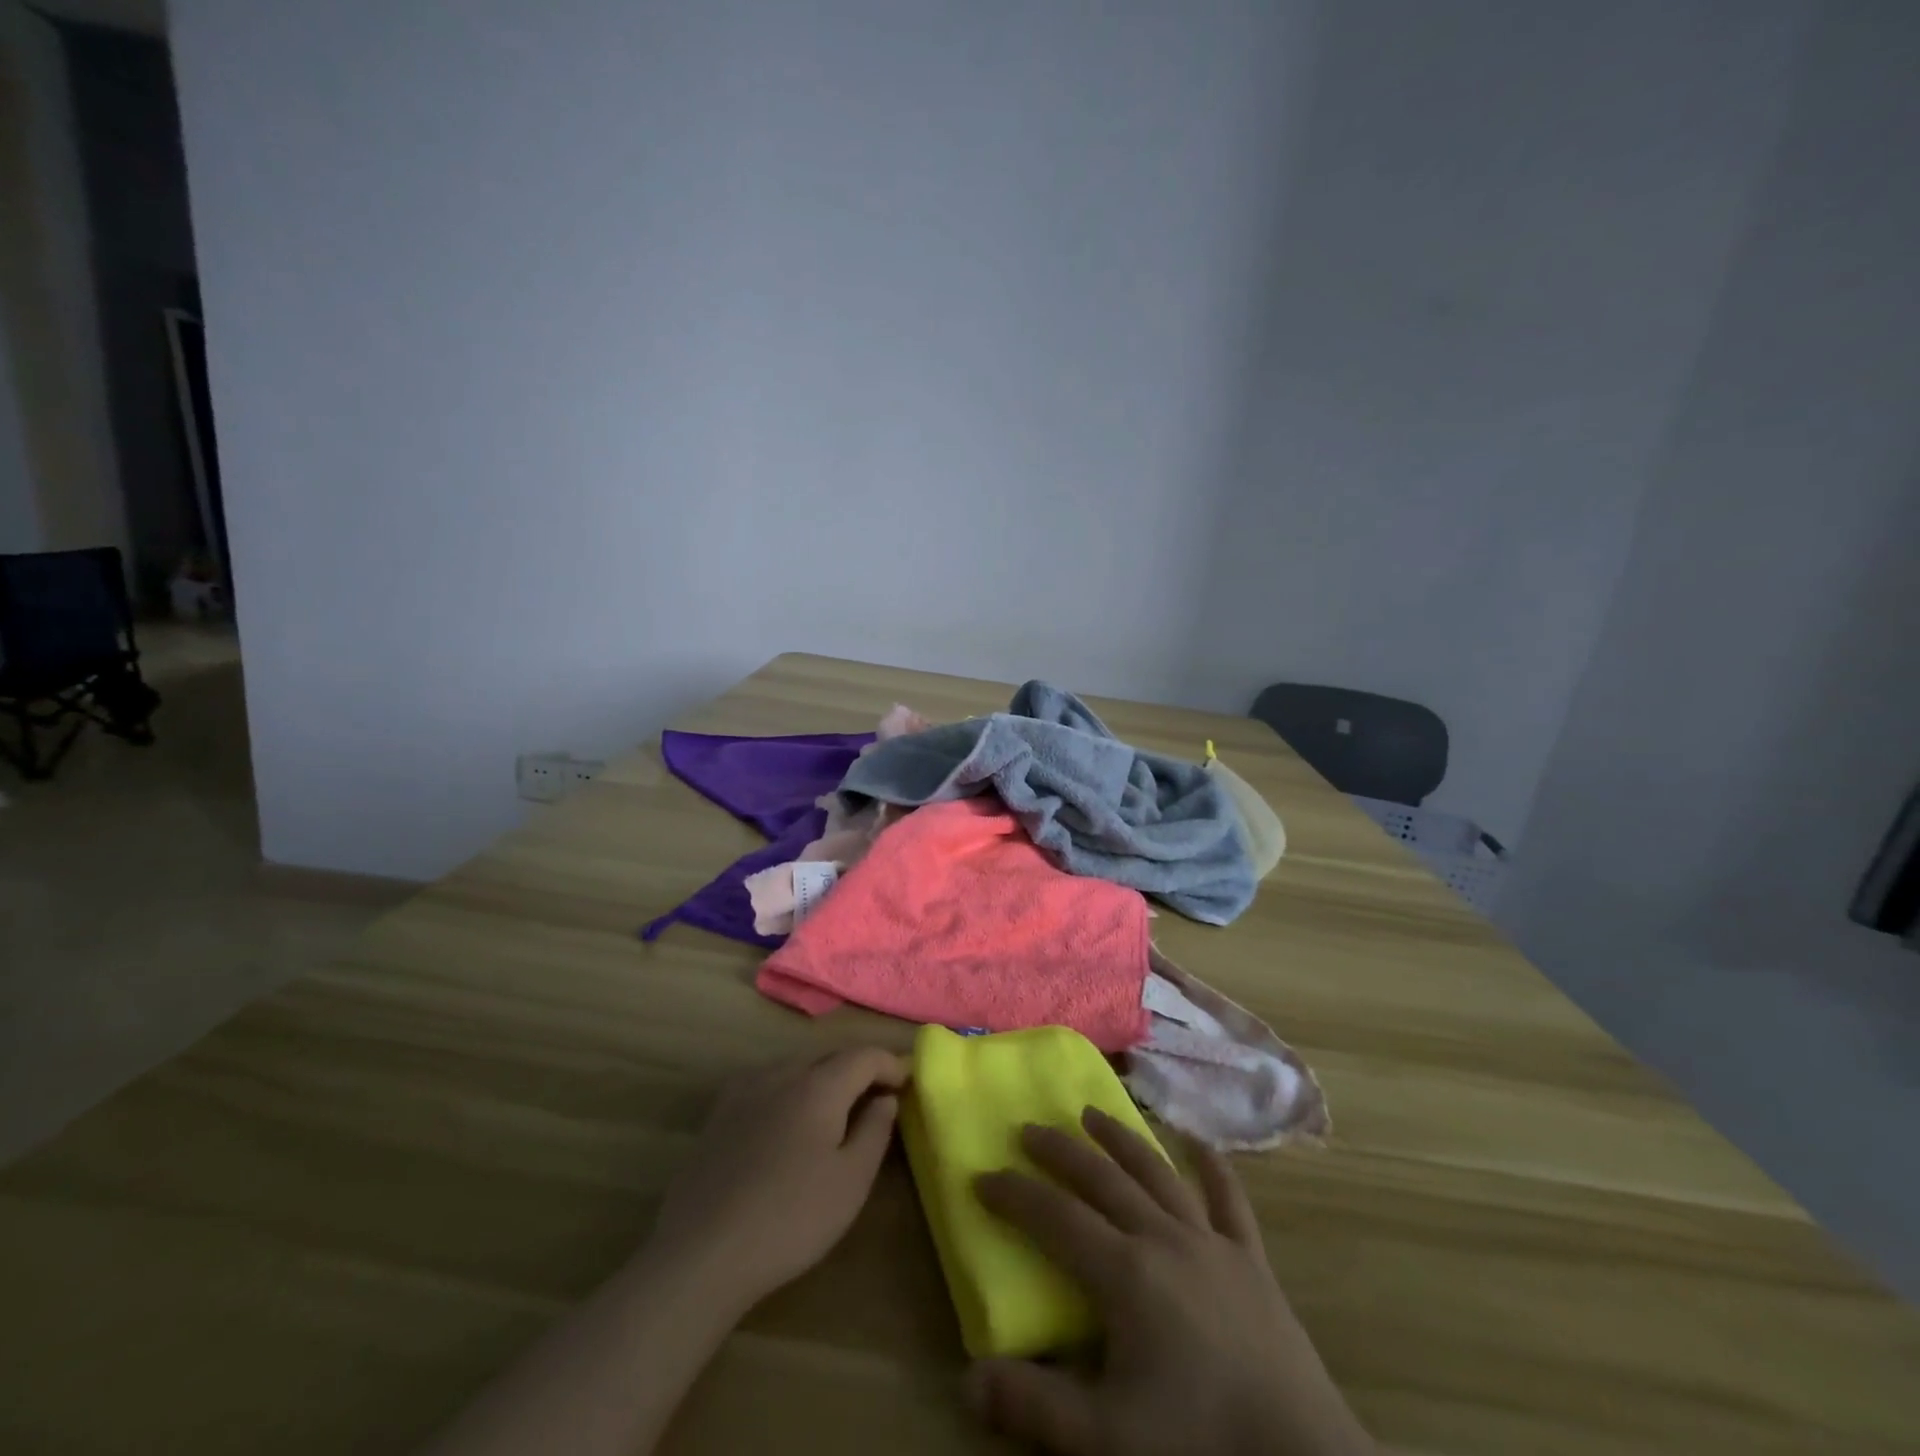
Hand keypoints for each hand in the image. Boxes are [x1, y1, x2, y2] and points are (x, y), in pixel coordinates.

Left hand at [648, 1047, 908, 1314]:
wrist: (701, 1253)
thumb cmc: (790, 1219)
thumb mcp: (850, 1182)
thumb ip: (875, 1131)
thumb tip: (886, 1097)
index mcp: (818, 1085)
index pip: (864, 1056)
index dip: (891, 1064)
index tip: (909, 1082)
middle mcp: (782, 1073)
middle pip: (830, 1057)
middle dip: (859, 1070)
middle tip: (880, 1096)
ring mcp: (745, 1089)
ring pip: (797, 1068)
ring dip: (824, 1079)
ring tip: (838, 1110)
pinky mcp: (720, 1113)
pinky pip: (767, 1084)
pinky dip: (791, 1091)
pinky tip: (788, 1121)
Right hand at [970, 1109, 1373, 1455]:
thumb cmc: (1198, 1443)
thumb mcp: (1105, 1439)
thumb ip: (1034, 1406)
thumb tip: (967, 1379)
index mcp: (1124, 1271)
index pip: (1054, 1217)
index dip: (1014, 1195)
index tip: (982, 1176)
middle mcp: (1163, 1237)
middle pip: (1101, 1178)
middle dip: (1059, 1151)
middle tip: (1029, 1129)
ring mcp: (1211, 1241)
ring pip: (1156, 1171)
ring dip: (1120, 1139)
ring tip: (1092, 1113)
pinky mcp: (1251, 1258)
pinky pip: (1229, 1199)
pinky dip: (1212, 1166)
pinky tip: (1199, 1141)